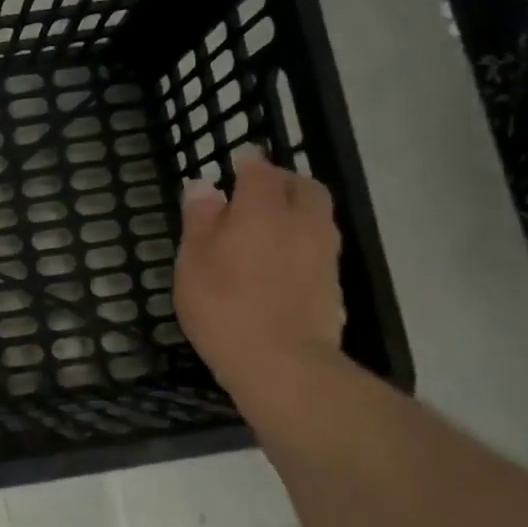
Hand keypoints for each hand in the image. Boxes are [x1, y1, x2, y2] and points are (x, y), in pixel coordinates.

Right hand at [174, 154, 345, 396]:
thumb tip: (204, 185)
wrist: (282, 363)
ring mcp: (323, 255)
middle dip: (283, 182)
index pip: (260, 170)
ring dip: (296, 212)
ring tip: (269, 227)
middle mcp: (302, 222)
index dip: (247, 163)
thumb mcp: (194, 259)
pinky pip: (319, 249)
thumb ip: (200, 218)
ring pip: (316, 217)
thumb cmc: (224, 304)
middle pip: (302, 187)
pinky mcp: (333, 286)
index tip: (237, 163)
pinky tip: (282, 264)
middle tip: (258, 191)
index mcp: (264, 208)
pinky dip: (302, 244)